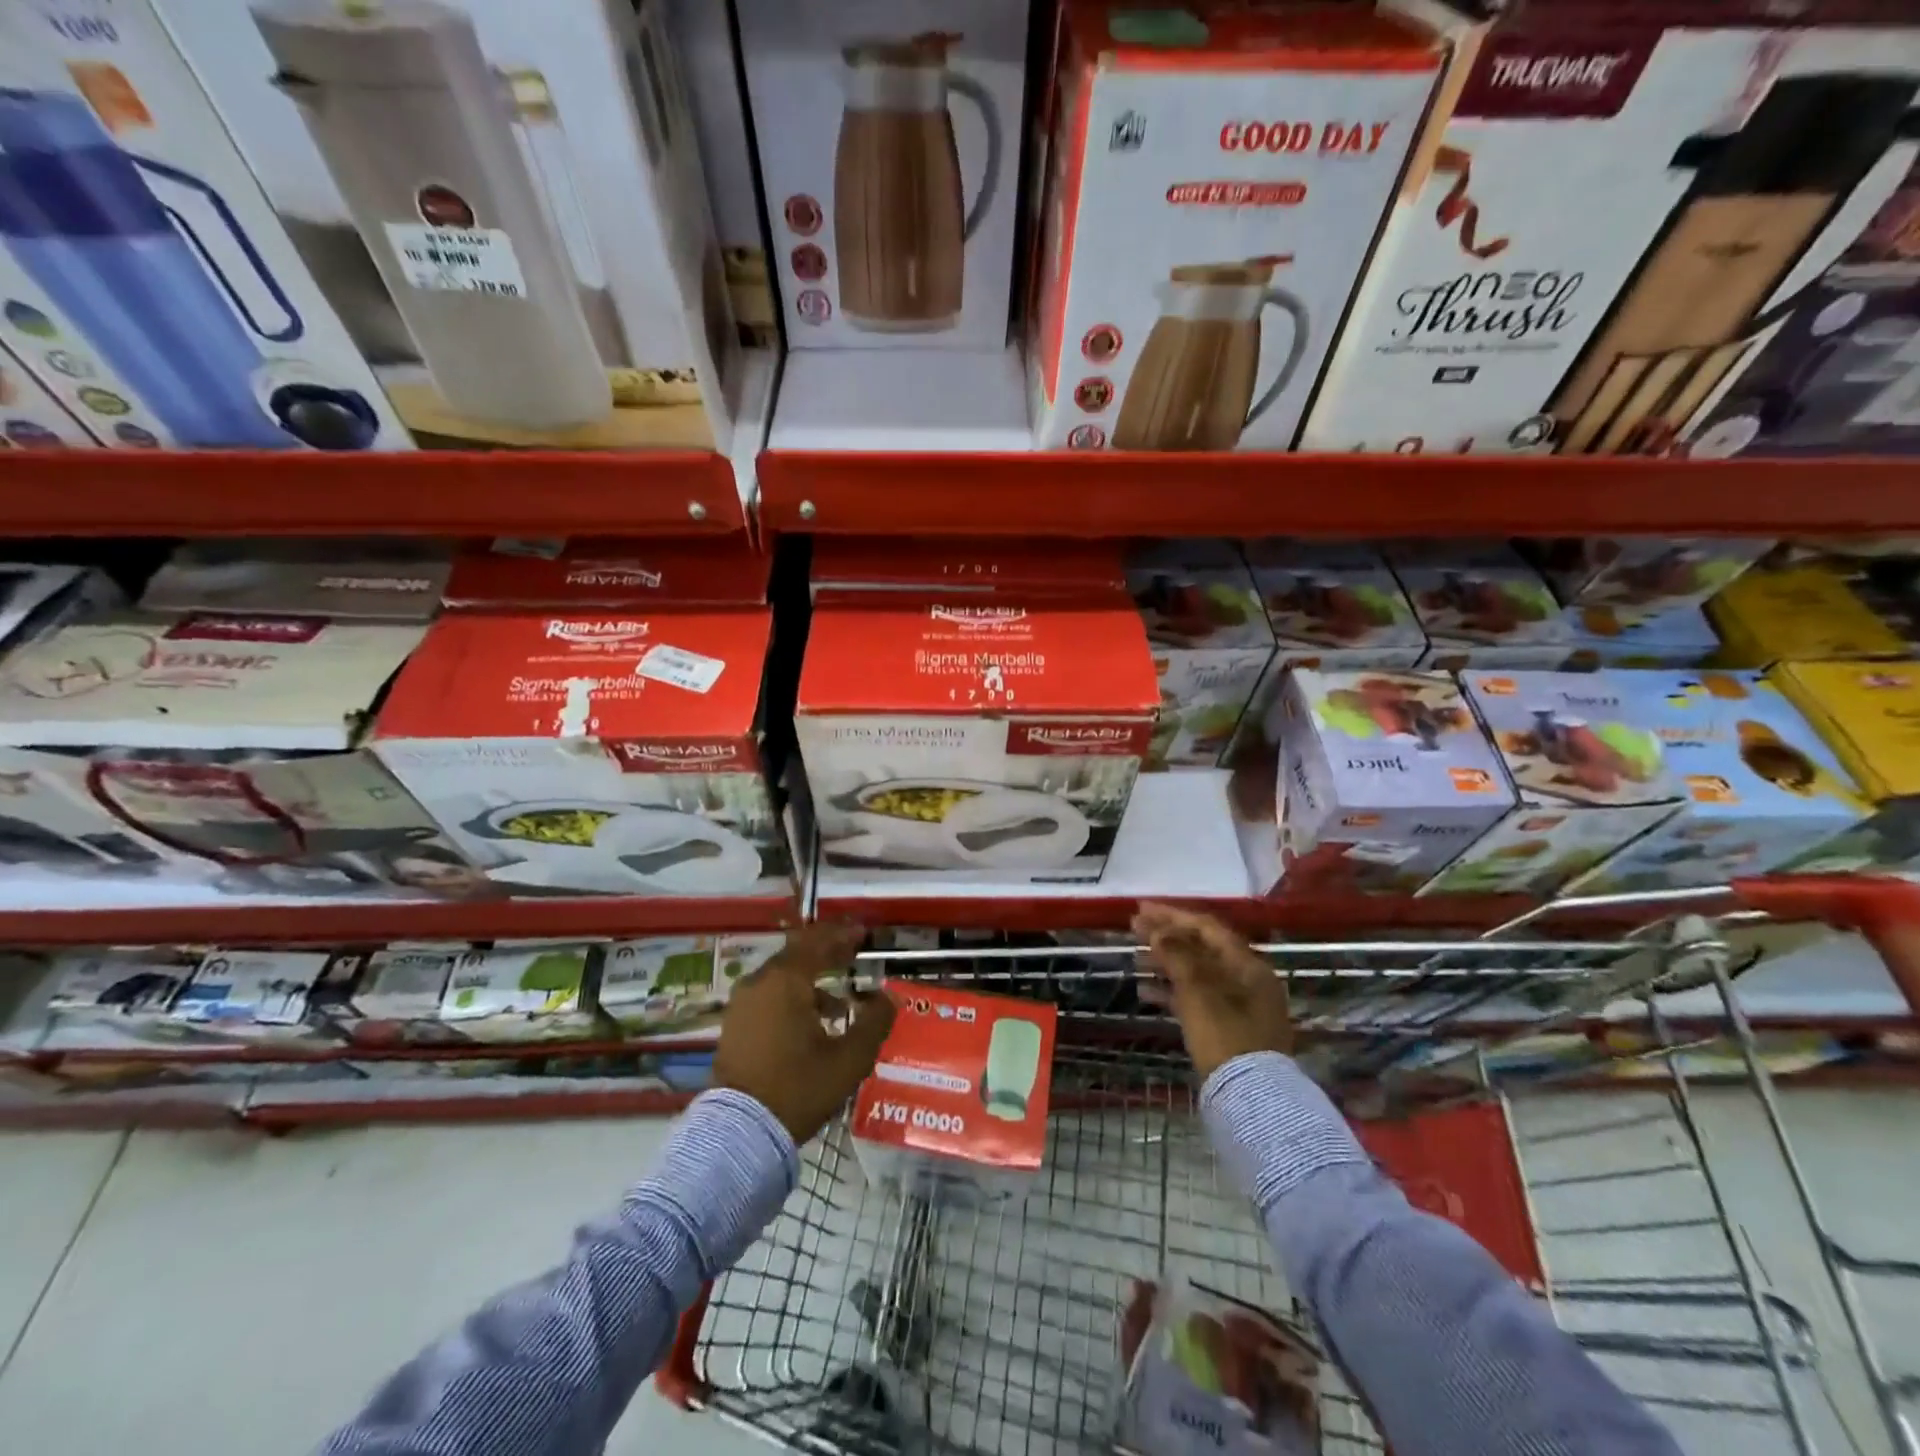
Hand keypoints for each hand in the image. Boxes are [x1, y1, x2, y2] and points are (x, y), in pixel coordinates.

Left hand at [713, 923, 896, 1143]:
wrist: (739, 1132)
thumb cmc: (798, 1088)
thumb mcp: (849, 1059)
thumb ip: (874, 1022)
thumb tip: (889, 997)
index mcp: (787, 980)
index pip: (818, 941)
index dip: (842, 934)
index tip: (863, 932)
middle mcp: (760, 982)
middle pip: (797, 954)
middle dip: (827, 953)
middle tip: (853, 955)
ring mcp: (742, 1004)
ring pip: (782, 977)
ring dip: (811, 978)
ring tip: (840, 1000)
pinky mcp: (734, 1025)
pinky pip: (768, 996)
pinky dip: (792, 996)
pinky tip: (812, 1022)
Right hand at [1133, 902, 1291, 1077]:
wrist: (1251, 1101)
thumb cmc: (1225, 1036)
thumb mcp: (1198, 990)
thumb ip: (1177, 954)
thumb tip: (1157, 928)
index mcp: (1247, 964)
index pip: (1206, 927)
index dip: (1172, 915)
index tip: (1141, 909)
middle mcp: (1247, 980)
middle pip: (1202, 948)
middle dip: (1167, 937)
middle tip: (1134, 929)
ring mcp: (1240, 1006)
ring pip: (1197, 973)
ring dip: (1166, 963)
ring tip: (1135, 959)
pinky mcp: (1228, 1030)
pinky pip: (1197, 999)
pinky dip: (1172, 991)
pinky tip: (1145, 992)